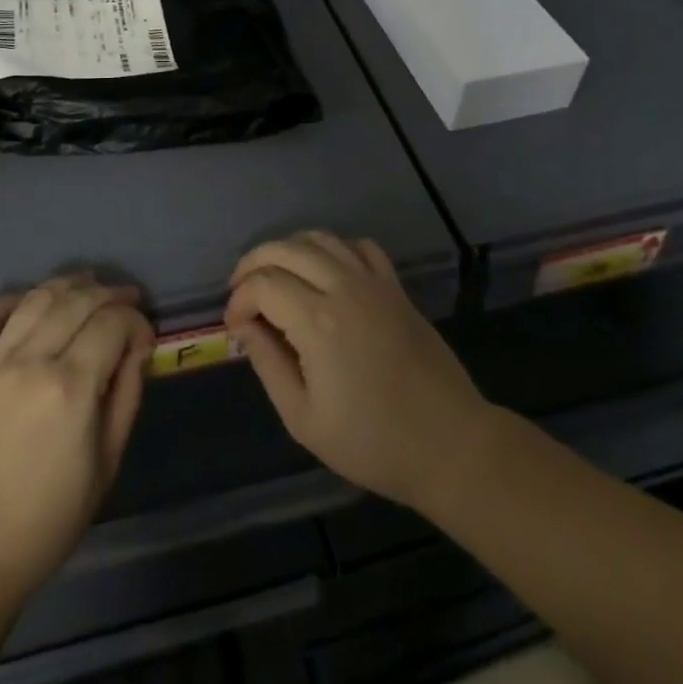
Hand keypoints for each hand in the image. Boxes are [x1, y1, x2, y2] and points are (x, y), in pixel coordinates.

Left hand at [0, 274, 155, 610]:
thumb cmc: (46, 522)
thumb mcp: (105, 465)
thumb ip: (126, 396)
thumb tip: (138, 349)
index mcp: (71, 387)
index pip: (113, 323)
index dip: (136, 321)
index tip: (145, 339)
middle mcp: (31, 361)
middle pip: (78, 300)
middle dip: (109, 294)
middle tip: (127, 300)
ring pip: (35, 298)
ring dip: (67, 285)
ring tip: (88, 286)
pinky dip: (10, 299)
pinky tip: (29, 302)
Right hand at [225, 231, 492, 510]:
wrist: (449, 444)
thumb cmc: (372, 442)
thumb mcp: (304, 419)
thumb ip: (268, 364)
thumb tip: (244, 327)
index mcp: (317, 321)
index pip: (262, 284)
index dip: (238, 300)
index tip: (233, 326)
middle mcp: (343, 287)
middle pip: (285, 248)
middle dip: (253, 263)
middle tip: (241, 292)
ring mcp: (373, 282)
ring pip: (320, 239)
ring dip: (289, 249)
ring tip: (275, 276)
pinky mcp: (395, 287)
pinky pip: (360, 246)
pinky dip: (335, 249)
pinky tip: (326, 272)